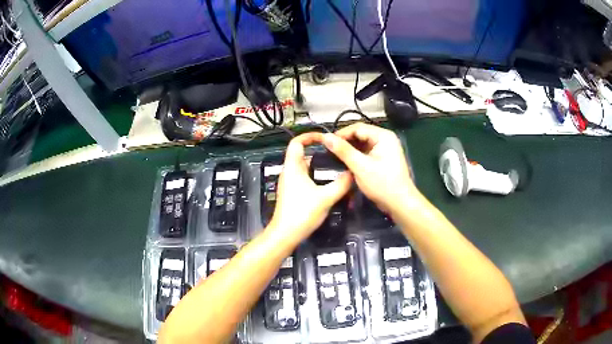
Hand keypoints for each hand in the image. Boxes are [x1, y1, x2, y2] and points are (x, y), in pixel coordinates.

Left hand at [268, 133, 352, 245]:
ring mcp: (290, 183)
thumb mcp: (325, 197)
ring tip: (336, 165)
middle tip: (336, 152)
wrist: (286, 235)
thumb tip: (353, 173)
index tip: (325, 137)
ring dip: (318, 165)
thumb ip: (341, 184)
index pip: (296, 143)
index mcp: (293, 167)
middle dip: (318, 151)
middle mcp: (289, 172)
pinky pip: (305, 178)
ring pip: (305, 167)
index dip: (309, 136)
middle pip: (302, 154)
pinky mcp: (293, 193)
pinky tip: (329, 182)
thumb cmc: (302, 213)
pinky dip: (316, 176)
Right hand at [322, 123, 420, 214]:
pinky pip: (366, 152)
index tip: (325, 142)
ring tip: (334, 156)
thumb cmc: (382, 184)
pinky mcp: (382, 158)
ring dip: (349, 149)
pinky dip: (356, 156)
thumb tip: (326, 137)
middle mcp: (385, 138)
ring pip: (362, 144)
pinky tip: (345, 162)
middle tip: (328, 150)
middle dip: (344, 142)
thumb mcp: (360, 166)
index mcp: (383, 136)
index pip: (357, 128)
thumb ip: (343, 151)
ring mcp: (385, 149)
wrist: (400, 203)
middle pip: (360, 134)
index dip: (341, 134)